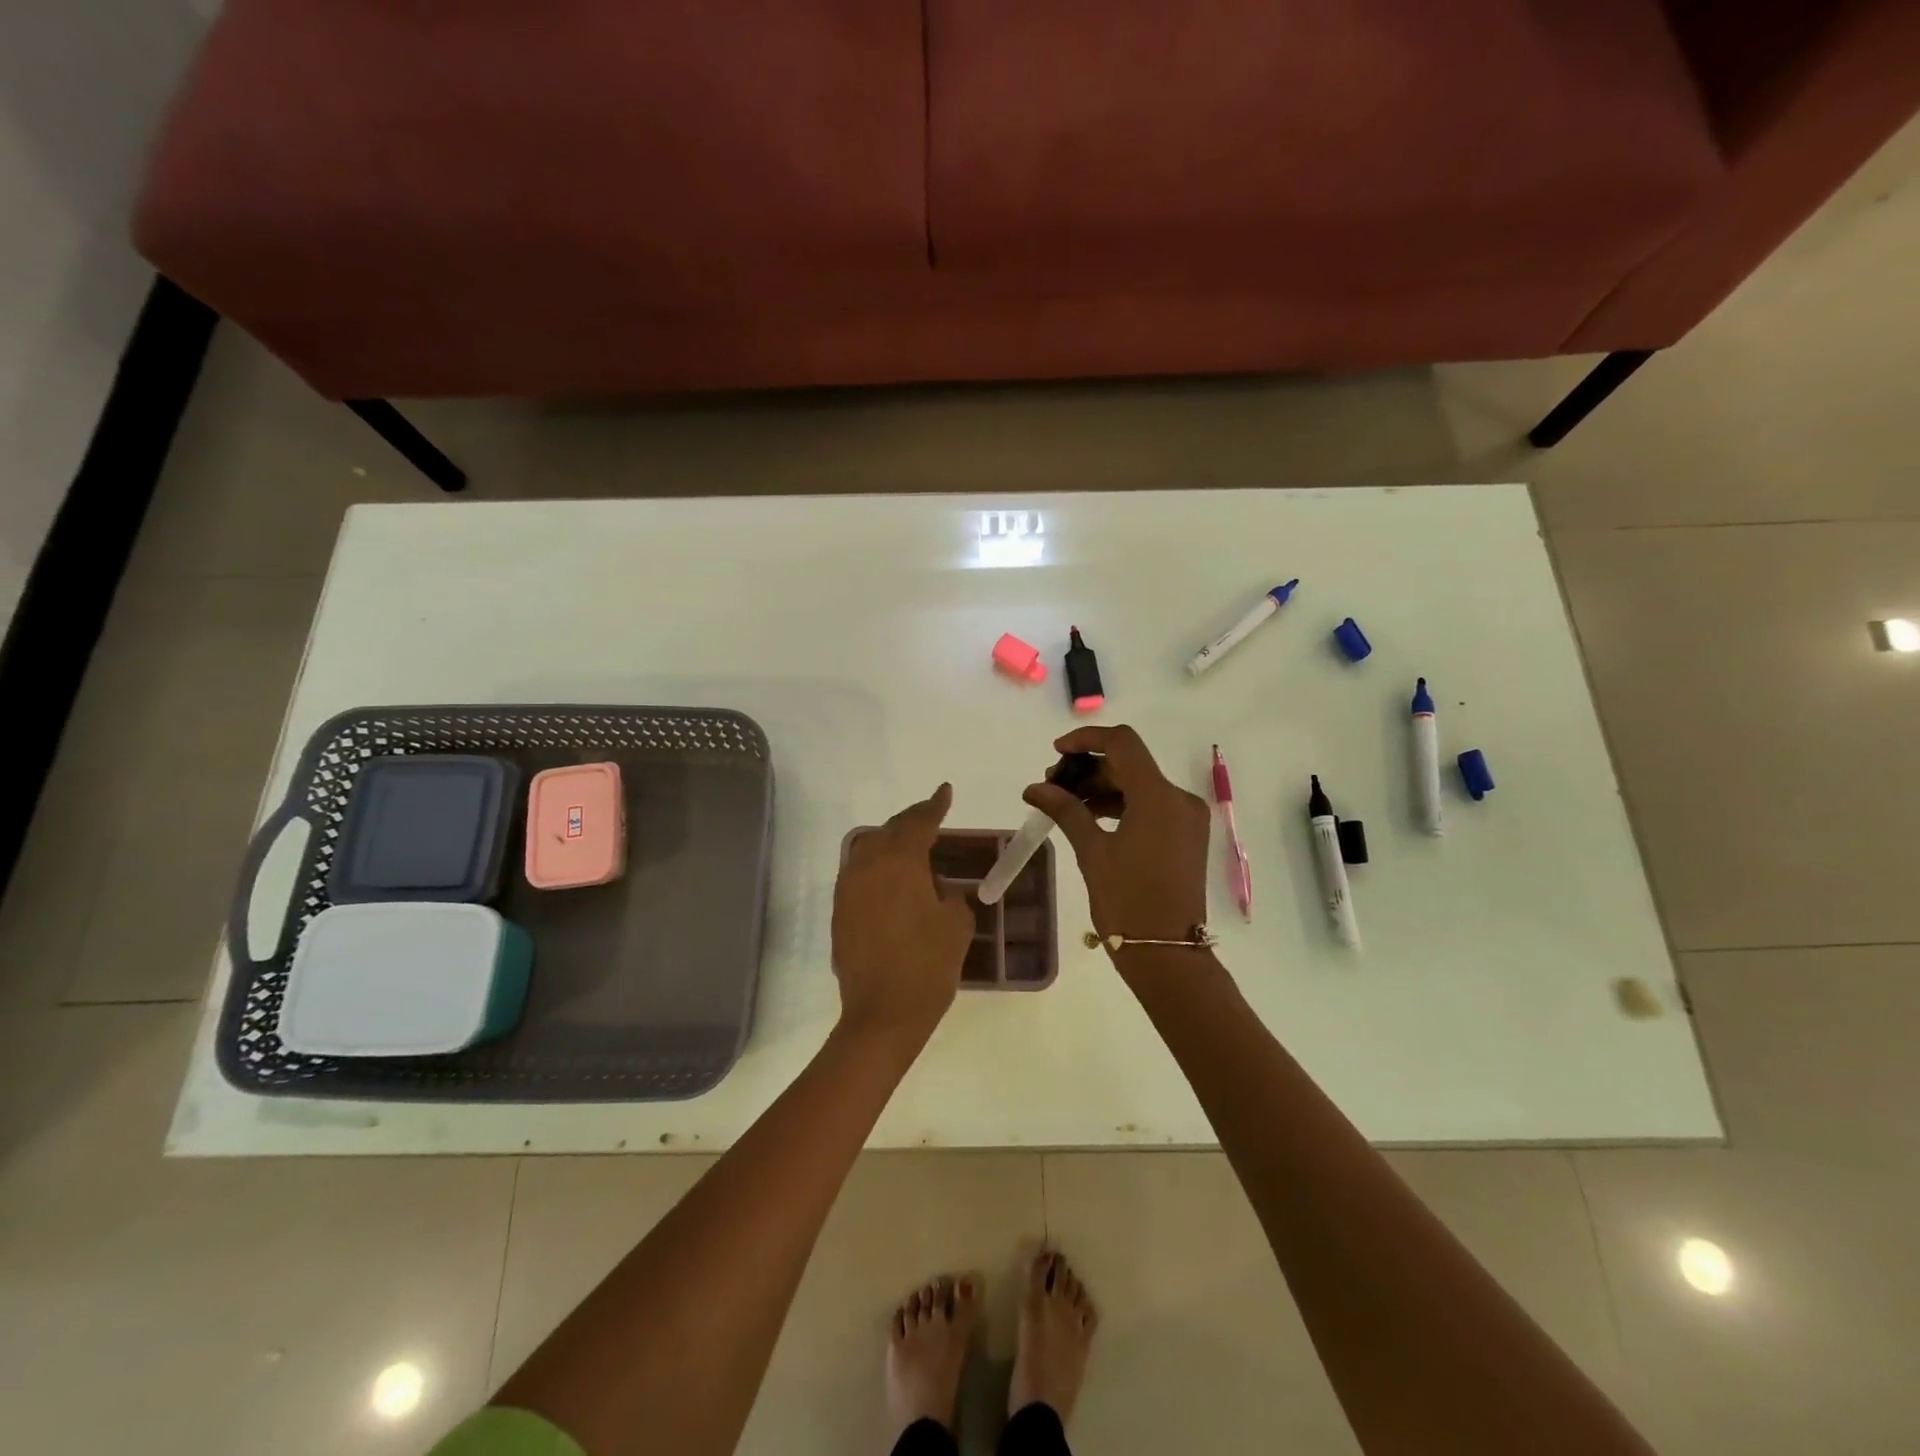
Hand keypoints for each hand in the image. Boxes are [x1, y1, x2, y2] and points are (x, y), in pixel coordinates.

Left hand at [832, 784, 975, 1049]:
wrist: (882, 1015)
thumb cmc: (927, 966)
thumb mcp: (956, 926)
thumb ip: (950, 896)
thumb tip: (938, 889)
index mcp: (900, 863)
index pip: (919, 823)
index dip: (934, 806)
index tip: (945, 791)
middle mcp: (868, 867)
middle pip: (890, 831)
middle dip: (911, 820)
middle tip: (931, 815)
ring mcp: (848, 890)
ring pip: (868, 849)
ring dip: (890, 841)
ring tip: (910, 844)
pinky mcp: (839, 912)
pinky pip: (858, 873)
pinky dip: (876, 865)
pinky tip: (891, 878)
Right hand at [1023, 726, 1210, 947]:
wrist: (1167, 954)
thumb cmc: (1127, 902)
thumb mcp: (1092, 852)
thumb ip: (1066, 810)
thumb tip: (1035, 788)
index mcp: (1159, 797)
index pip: (1122, 743)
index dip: (1086, 739)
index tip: (1056, 752)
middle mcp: (1179, 799)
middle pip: (1130, 763)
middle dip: (1090, 768)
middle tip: (1053, 786)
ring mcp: (1187, 818)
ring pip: (1140, 785)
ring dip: (1104, 787)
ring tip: (1066, 804)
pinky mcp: (1186, 836)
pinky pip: (1151, 805)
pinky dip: (1122, 804)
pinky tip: (1092, 817)